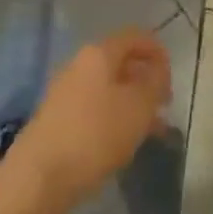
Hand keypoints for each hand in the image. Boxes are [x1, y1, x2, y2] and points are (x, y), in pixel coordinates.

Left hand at [10, 30, 171, 204]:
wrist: (40, 176)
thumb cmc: (96, 134)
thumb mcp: (139, 107)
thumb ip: (154, 84)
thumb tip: (157, 72)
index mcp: (99, 53)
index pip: (135, 37)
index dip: (158, 52)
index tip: (172, 79)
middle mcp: (79, 65)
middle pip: (120, 61)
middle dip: (146, 79)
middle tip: (164, 104)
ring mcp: (66, 91)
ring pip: (109, 87)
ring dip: (132, 102)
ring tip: (152, 129)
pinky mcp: (58, 118)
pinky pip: (95, 107)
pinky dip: (115, 117)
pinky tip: (125, 141)